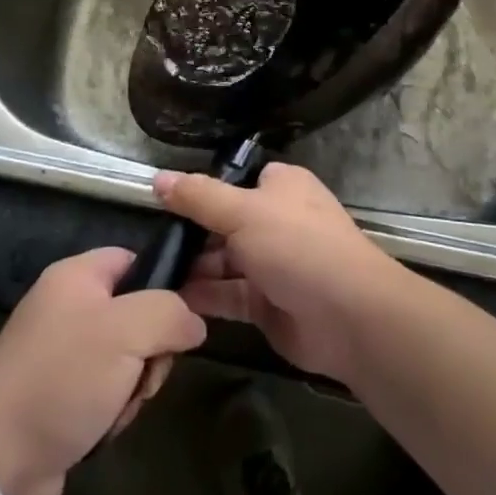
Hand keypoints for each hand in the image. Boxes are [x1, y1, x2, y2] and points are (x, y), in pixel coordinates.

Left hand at [0, 248, 204, 494]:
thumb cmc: (63, 380)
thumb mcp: (127, 331)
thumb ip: (171, 312)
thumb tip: (194, 323)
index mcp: (75, 275)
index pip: (135, 259)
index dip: (163, 283)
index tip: (181, 319)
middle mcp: (67, 306)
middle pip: (137, 311)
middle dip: (152, 347)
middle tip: (144, 373)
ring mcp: (62, 353)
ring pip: (127, 355)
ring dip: (136, 384)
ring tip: (120, 407)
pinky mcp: (59, 395)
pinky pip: (107, 388)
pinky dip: (115, 408)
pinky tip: (105, 427)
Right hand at [156, 162, 404, 382]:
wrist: (348, 315)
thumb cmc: (296, 245)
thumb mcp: (242, 211)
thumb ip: (198, 197)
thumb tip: (158, 179)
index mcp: (281, 186)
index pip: (236, 181)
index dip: (202, 191)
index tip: (163, 202)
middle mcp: (277, 220)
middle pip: (225, 222)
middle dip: (191, 234)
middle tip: (147, 243)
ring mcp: (273, 264)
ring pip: (224, 261)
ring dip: (193, 267)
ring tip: (150, 274)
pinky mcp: (267, 304)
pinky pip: (228, 295)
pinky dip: (203, 297)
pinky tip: (169, 299)